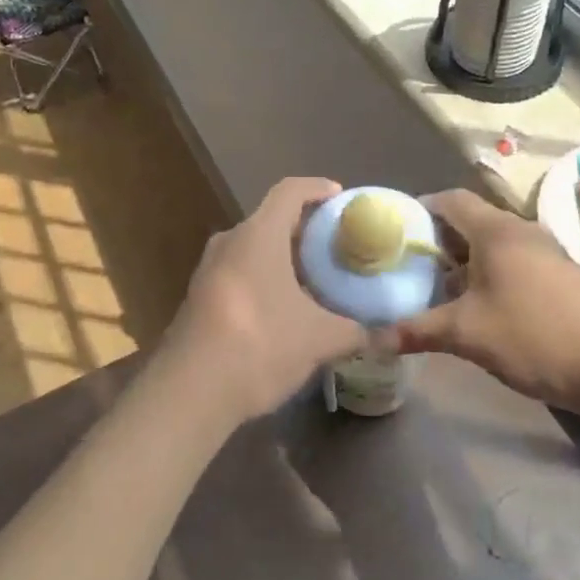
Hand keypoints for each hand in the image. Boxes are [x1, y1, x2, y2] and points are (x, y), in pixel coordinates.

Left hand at [160, 177, 362, 426]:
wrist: (190, 390)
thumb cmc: (260, 344)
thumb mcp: (319, 339)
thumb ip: (357, 331)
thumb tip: (389, 334)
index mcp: (258, 235)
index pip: (289, 191)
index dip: (317, 188)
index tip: (340, 196)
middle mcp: (230, 241)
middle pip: (271, 220)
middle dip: (305, 229)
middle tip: (336, 246)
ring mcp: (209, 269)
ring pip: (254, 249)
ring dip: (283, 258)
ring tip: (316, 279)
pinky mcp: (199, 297)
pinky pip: (239, 272)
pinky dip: (265, 278)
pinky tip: (285, 309)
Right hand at [396, 188, 579, 408]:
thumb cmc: (534, 337)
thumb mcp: (467, 334)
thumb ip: (418, 330)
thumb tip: (374, 339)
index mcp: (496, 231)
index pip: (449, 199)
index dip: (420, 209)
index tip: (397, 233)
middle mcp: (521, 231)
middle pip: (470, 220)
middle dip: (439, 240)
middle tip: (412, 266)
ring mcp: (546, 252)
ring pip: (493, 243)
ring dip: (465, 260)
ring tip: (441, 289)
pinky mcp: (561, 275)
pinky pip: (514, 260)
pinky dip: (491, 272)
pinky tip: (482, 306)